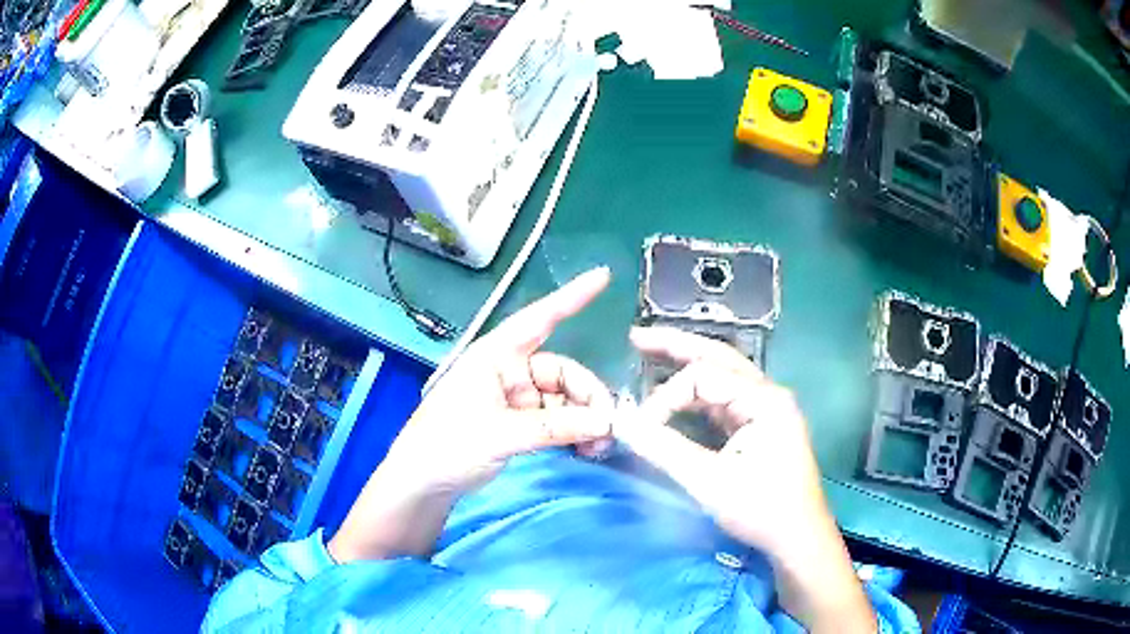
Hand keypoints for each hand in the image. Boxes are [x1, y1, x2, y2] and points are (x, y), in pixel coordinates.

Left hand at [387, 266, 615, 494]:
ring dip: (585, 419)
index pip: (539, 319)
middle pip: (562, 372)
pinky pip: (557, 420)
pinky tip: (587, 448)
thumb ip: (555, 427)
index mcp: (495, 356)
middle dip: (588, 396)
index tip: (603, 276)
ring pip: (564, 399)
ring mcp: (514, 398)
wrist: (422, 484)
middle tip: (609, 427)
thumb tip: (607, 422)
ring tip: (600, 445)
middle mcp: (508, 371)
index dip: (572, 297)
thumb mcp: (501, 434)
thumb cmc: (448, 445)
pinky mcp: (518, 423)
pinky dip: (574, 431)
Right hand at [618, 327, 874, 633]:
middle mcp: (768, 394)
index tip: (642, 428)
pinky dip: (697, 395)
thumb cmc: (761, 509)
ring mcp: (766, 409)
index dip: (665, 398)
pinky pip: (724, 400)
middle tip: (636, 337)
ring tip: (651, 354)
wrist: (798, 538)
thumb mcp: (709, 481)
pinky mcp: (761, 426)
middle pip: (717, 357)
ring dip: (687, 366)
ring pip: (721, 375)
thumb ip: (663, 449)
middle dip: (676, 346)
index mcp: (764, 399)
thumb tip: (620, 422)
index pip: (703, 378)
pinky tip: (677, 393)